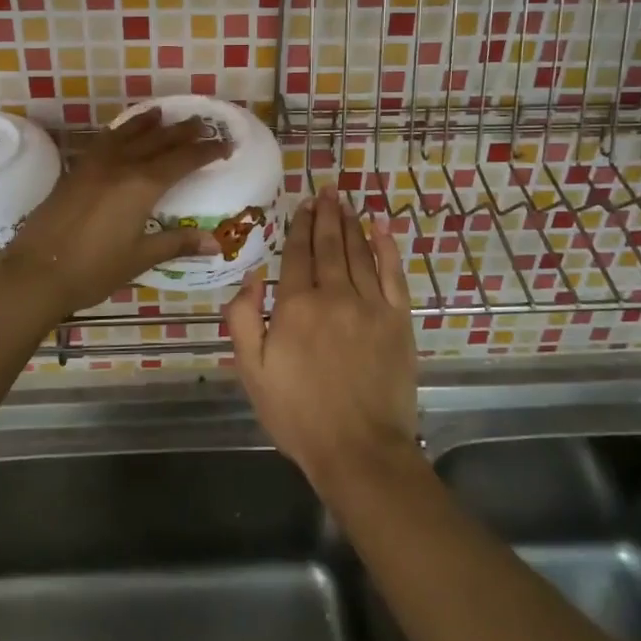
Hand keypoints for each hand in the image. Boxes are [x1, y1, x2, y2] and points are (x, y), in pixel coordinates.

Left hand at [0, 109, 229, 317]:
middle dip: (182, 131)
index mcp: (142, 185)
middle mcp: (121, 165)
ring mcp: (94, 165)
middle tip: (202, 123)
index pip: (183, 160)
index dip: (206, 151)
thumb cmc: (93, 270)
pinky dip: (119, 132)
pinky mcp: (75, 171)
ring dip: (148, 123)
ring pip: (128, 134)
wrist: (36, 272)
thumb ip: (177, 243)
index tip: (225, 144)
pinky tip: (119, 134)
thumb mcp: (140, 258)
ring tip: (162, 113)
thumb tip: (215, 243)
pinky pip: (104, 141)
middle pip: (158, 140)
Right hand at [226, 187, 418, 496]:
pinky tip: (382, 228)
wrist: (359, 450)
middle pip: (329, 246)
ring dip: (351, 224)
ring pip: (358, 253)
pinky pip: (392, 274)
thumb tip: (251, 276)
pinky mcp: (398, 320)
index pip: (296, 256)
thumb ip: (243, 319)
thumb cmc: (298, 414)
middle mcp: (333, 296)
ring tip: (345, 202)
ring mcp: (369, 305)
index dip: (299, 228)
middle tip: (326, 190)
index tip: (301, 206)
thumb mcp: (252, 372)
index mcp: (295, 307)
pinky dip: (387, 248)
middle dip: (326, 216)